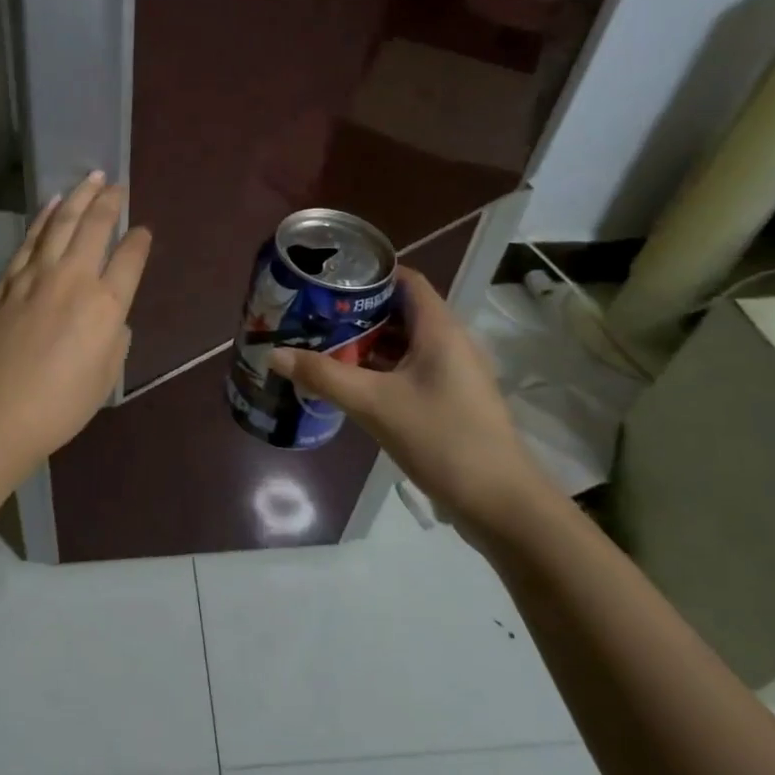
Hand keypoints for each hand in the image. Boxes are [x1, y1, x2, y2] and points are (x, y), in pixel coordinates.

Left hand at [0, 172, 151, 463]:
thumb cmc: (61, 404)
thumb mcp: (106, 376)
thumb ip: (115, 338)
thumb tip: (110, 318)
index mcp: (106, 305)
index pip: (130, 258)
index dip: (139, 241)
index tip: (142, 231)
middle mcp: (74, 279)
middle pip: (95, 227)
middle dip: (109, 202)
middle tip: (116, 184)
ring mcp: (36, 276)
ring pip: (60, 223)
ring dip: (78, 197)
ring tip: (90, 178)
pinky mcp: (7, 282)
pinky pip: (29, 241)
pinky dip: (43, 219)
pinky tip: (51, 205)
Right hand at [268, 266, 548, 541]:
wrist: (500, 502)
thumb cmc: (442, 439)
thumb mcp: (374, 405)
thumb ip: (324, 376)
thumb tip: (274, 354)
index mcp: (440, 329)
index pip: (406, 280)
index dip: (370, 272)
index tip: (329, 277)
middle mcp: (449, 342)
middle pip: (400, 310)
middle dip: (357, 311)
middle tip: (313, 313)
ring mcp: (452, 373)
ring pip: (404, 343)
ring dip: (367, 342)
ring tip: (322, 343)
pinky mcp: (449, 399)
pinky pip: (409, 369)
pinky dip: (380, 368)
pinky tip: (350, 381)